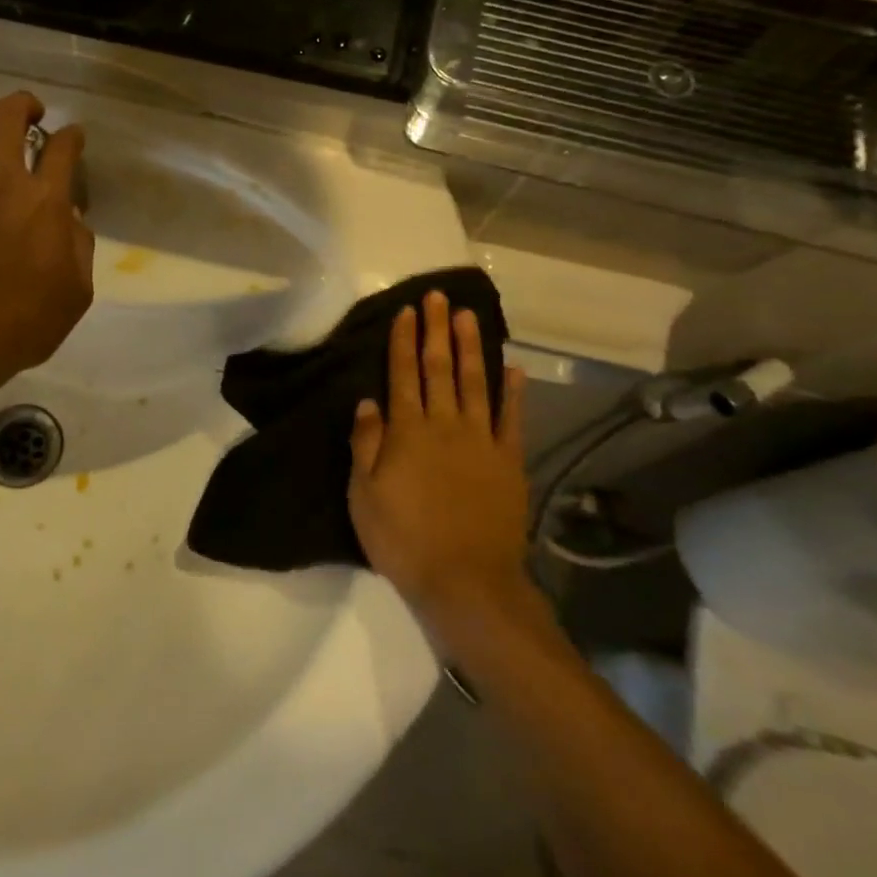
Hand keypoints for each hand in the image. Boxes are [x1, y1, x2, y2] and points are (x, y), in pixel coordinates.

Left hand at [0, 92, 93, 397]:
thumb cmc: (24, 325)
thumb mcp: (76, 293)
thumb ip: (79, 247)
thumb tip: (70, 221)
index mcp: (43, 202)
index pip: (63, 147)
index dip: (72, 135)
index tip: (73, 137)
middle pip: (6, 115)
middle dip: (22, 105)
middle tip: (29, 113)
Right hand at [348, 291, 532, 623]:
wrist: (466, 580)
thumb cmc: (403, 538)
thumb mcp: (364, 494)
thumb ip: (365, 444)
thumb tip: (368, 401)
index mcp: (407, 431)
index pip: (403, 374)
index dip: (404, 340)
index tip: (407, 310)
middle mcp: (445, 425)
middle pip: (440, 368)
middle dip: (437, 330)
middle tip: (438, 296)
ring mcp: (482, 441)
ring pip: (476, 383)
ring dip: (471, 347)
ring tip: (468, 316)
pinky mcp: (508, 462)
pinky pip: (511, 418)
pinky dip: (512, 392)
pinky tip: (512, 368)